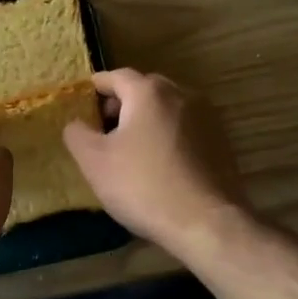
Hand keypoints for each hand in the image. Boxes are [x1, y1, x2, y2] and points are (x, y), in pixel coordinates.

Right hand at [63, 69, 244, 256]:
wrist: (207, 223)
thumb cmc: (144, 186)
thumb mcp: (94, 161)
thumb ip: (77, 134)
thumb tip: (76, 123)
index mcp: (149, 92)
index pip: (116, 76)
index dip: (97, 85)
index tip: (82, 98)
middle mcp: (182, 94)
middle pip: (145, 89)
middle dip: (122, 102)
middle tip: (103, 126)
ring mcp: (207, 118)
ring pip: (168, 109)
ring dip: (147, 119)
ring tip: (130, 147)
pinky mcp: (221, 142)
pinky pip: (185, 129)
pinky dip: (168, 135)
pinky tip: (159, 162)